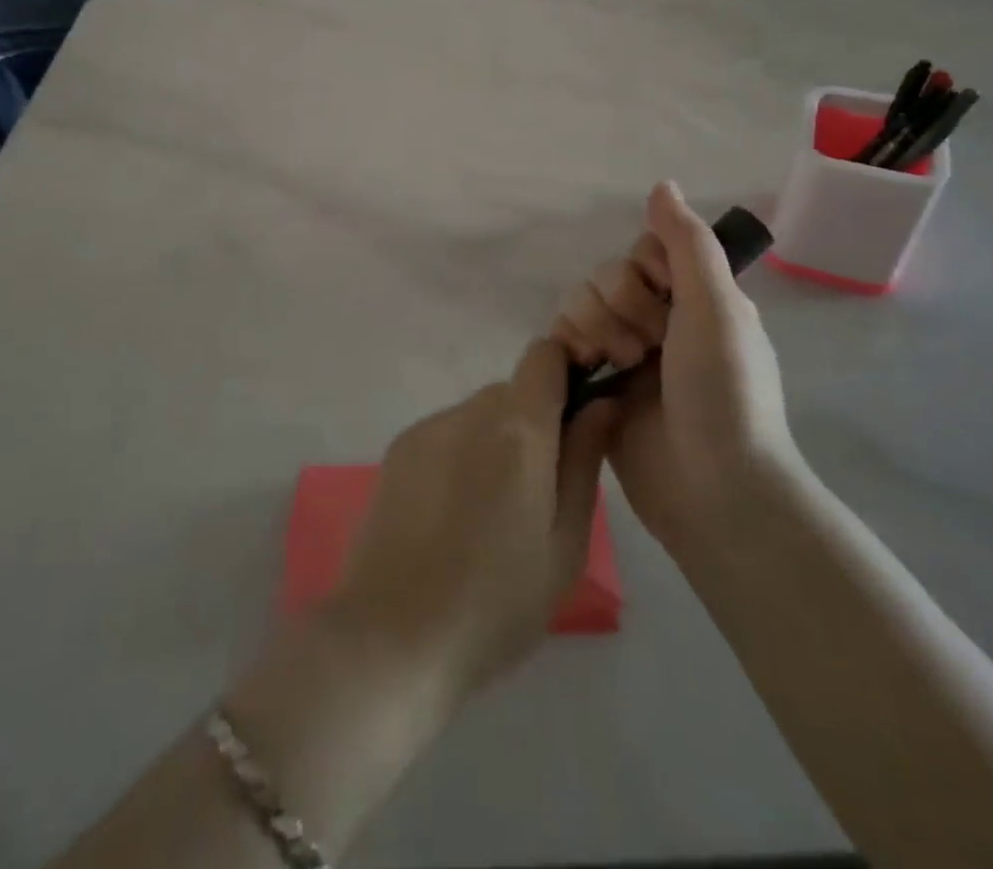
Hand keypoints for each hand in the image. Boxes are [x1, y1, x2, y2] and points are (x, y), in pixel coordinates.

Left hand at [330, 341, 614, 700]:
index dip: (568, 372)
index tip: (579, 416)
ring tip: (490, 515)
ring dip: (495, 443)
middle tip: (538, 494)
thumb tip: (601, 403)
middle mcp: (469, 411)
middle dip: (534, 424)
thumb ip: (585, 461)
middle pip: (514, 391)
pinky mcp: (397, 450)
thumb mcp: (565, 544)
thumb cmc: (496, 602)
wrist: (391, 637)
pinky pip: (446, 434)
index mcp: (517, 429)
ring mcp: (427, 428)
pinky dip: (461, 456)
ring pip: (479, 414)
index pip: (545, 355)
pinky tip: (451, 517)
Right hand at [550, 181, 791, 555]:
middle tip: (649, 347)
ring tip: (621, 367)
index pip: (644, 250)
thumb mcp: (718, 307)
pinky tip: (587, 370)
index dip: (645, 269)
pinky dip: (570, 347)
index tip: (667, 299)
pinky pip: (562, 339)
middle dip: (621, 307)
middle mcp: (658, 319)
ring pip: (579, 303)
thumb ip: (687, 242)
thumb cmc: (725, 391)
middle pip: (607, 275)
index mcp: (694, 298)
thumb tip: (661, 183)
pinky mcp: (595, 383)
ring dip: (595, 328)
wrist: (713, 489)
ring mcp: (624, 353)